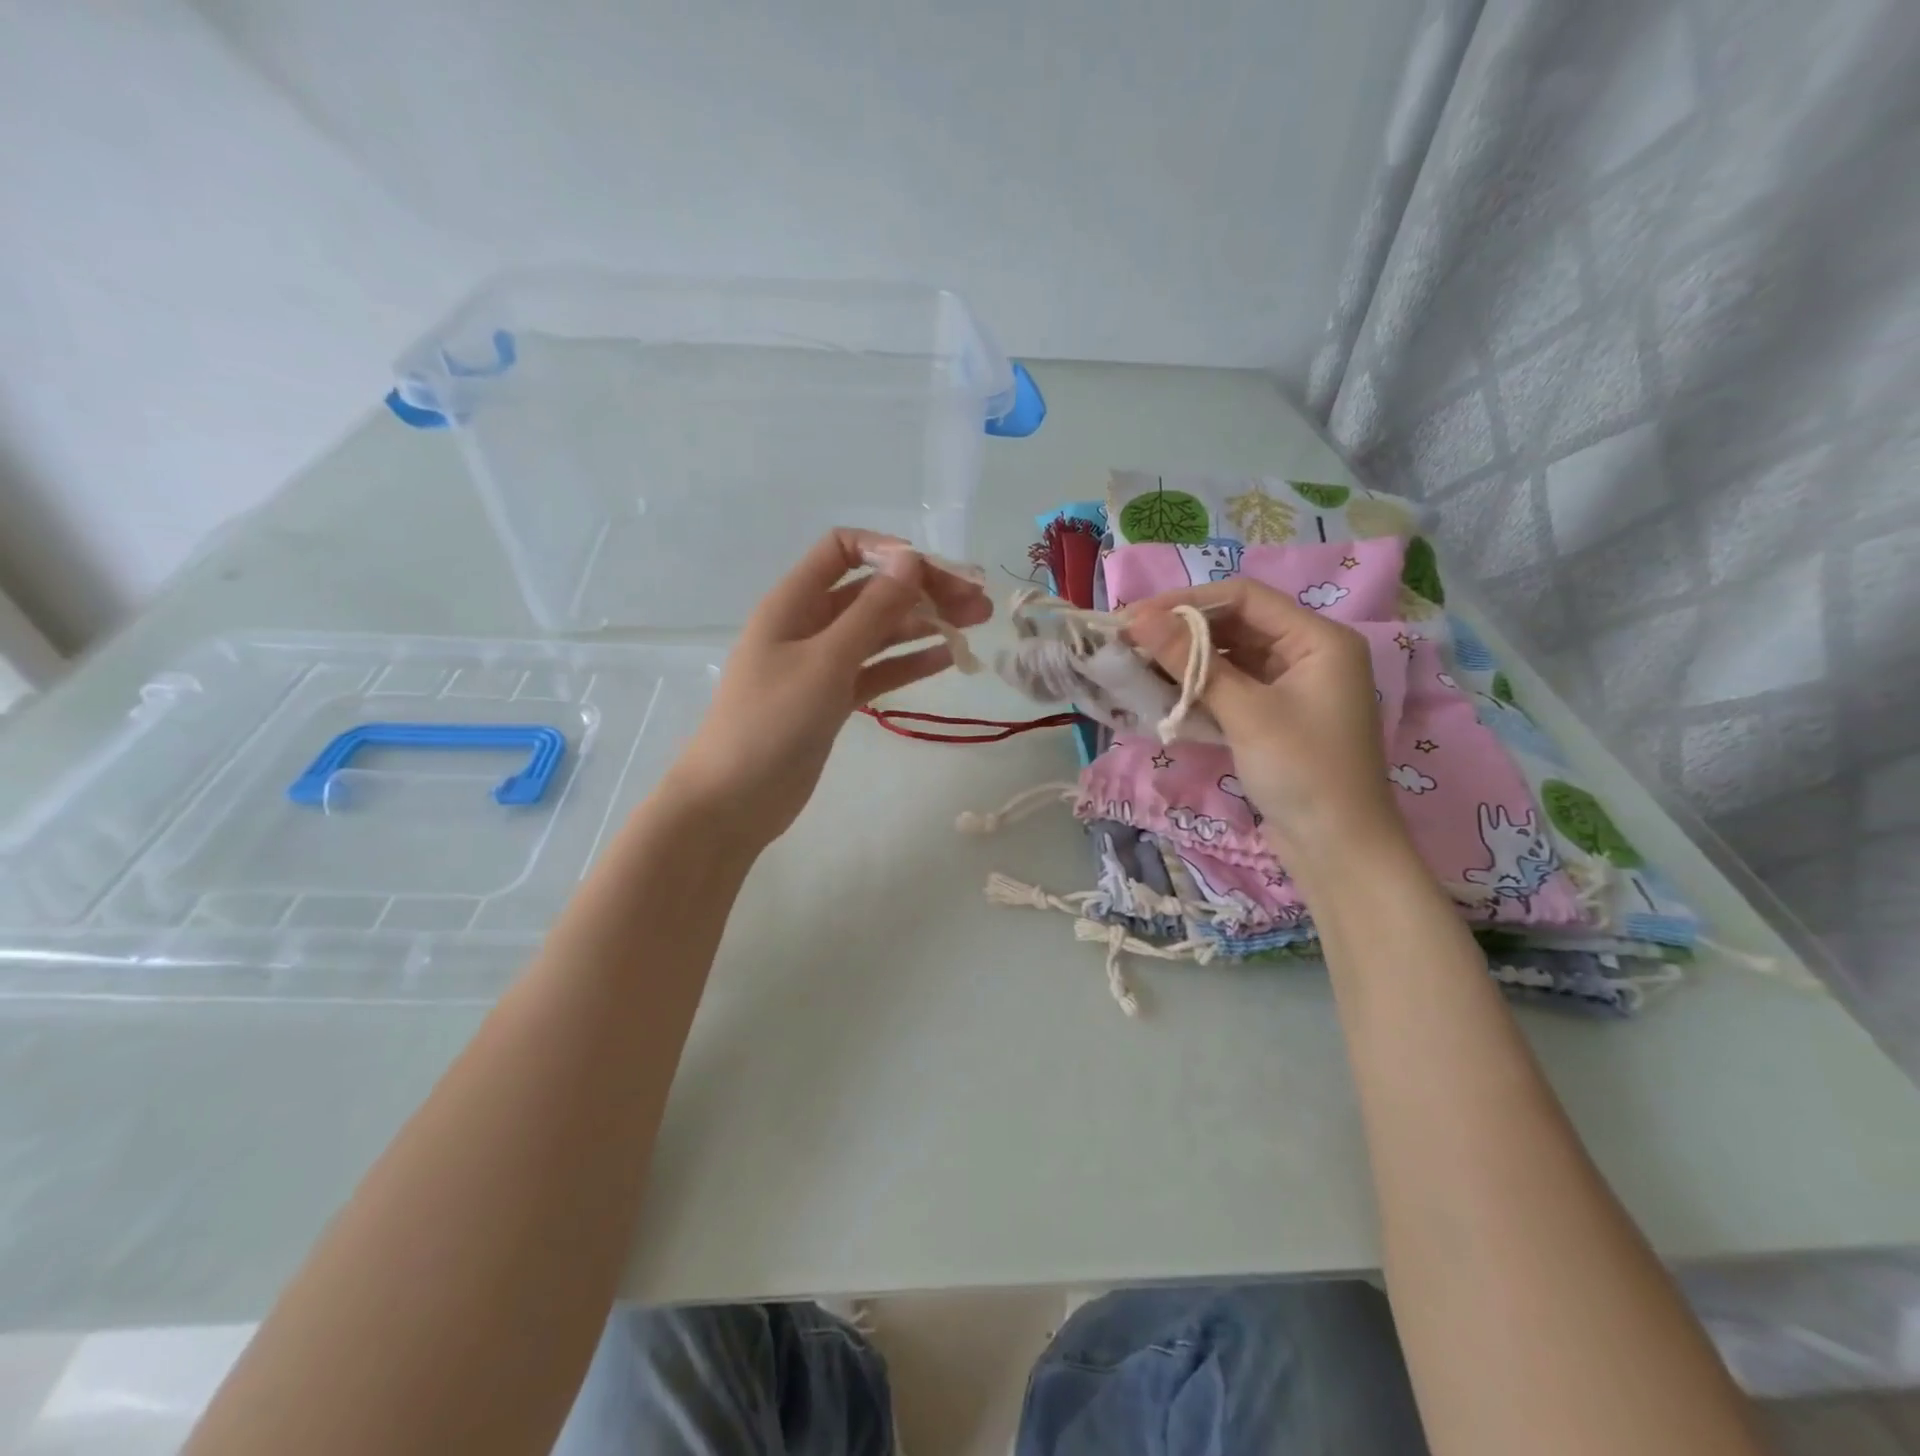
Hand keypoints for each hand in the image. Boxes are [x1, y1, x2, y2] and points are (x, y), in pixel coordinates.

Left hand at [664, 528, 990, 849]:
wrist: (734, 800)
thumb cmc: (771, 722)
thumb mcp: (826, 661)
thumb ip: (871, 611)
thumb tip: (910, 558)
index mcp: (794, 602)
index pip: (842, 550)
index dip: (887, 551)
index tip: (932, 574)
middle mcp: (809, 625)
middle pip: (871, 591)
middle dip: (922, 591)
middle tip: (977, 605)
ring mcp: (822, 664)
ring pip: (880, 632)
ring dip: (924, 625)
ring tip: (974, 628)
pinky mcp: (833, 700)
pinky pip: (877, 670)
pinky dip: (909, 662)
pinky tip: (948, 659)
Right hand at [1128, 579, 1406, 870]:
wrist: (1338, 850)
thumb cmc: (1303, 772)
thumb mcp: (1246, 713)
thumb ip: (1193, 662)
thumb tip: (1140, 620)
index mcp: (1318, 639)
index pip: (1244, 598)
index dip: (1186, 602)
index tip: (1135, 618)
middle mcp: (1306, 653)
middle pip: (1235, 624)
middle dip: (1181, 632)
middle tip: (1128, 642)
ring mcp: (1290, 686)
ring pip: (1229, 657)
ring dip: (1186, 661)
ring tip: (1136, 666)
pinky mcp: (1274, 716)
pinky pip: (1231, 687)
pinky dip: (1198, 688)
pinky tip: (1162, 693)